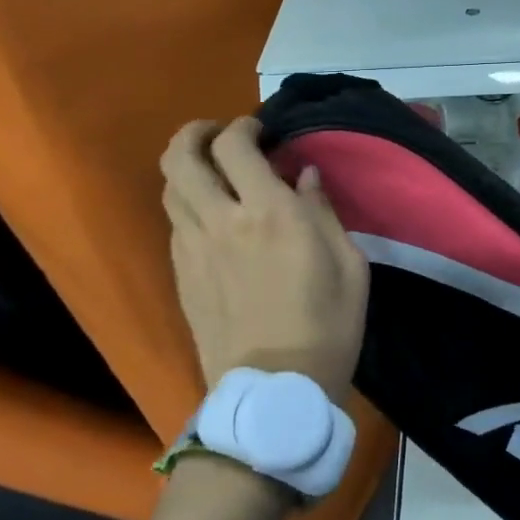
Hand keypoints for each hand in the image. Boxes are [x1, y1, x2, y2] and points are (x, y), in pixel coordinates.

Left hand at [159, 118, 367, 401]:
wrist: (274, 393)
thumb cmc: (327, 327)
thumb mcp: (350, 266)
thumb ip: (324, 212)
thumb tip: (304, 176)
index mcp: (269, 214)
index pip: (233, 145)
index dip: (243, 126)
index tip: (261, 131)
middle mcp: (221, 221)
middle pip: (180, 157)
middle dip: (195, 133)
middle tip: (219, 134)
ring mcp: (193, 249)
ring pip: (169, 187)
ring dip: (185, 166)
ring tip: (210, 168)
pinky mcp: (181, 276)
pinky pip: (174, 222)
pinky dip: (186, 202)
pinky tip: (210, 213)